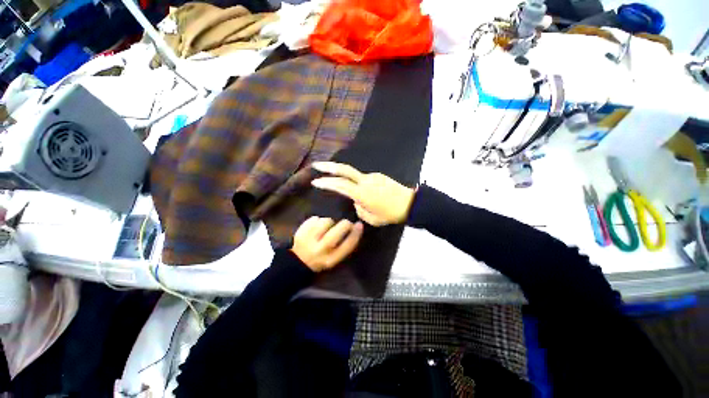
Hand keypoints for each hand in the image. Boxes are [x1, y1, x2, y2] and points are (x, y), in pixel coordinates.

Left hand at [291, 217, 363, 271]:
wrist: (297, 262)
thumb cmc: (321, 258)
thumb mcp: (335, 257)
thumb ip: (346, 244)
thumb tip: (357, 226)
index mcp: (331, 260)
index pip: (347, 245)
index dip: (356, 233)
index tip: (359, 224)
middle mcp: (320, 251)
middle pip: (337, 231)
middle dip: (345, 224)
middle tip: (345, 223)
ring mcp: (308, 241)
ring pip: (325, 222)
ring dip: (329, 222)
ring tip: (327, 228)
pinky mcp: (300, 232)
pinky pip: (314, 219)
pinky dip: (317, 220)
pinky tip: (316, 227)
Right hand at [311, 162, 414, 226]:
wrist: (410, 203)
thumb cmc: (390, 214)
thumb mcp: (372, 219)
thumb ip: (360, 209)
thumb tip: (356, 201)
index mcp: (362, 193)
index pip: (340, 185)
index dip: (326, 183)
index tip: (315, 181)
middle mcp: (365, 181)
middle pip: (344, 170)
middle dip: (329, 167)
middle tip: (317, 165)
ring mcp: (372, 176)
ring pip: (354, 175)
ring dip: (345, 177)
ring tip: (343, 184)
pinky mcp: (378, 175)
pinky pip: (364, 178)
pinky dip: (358, 183)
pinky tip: (363, 191)